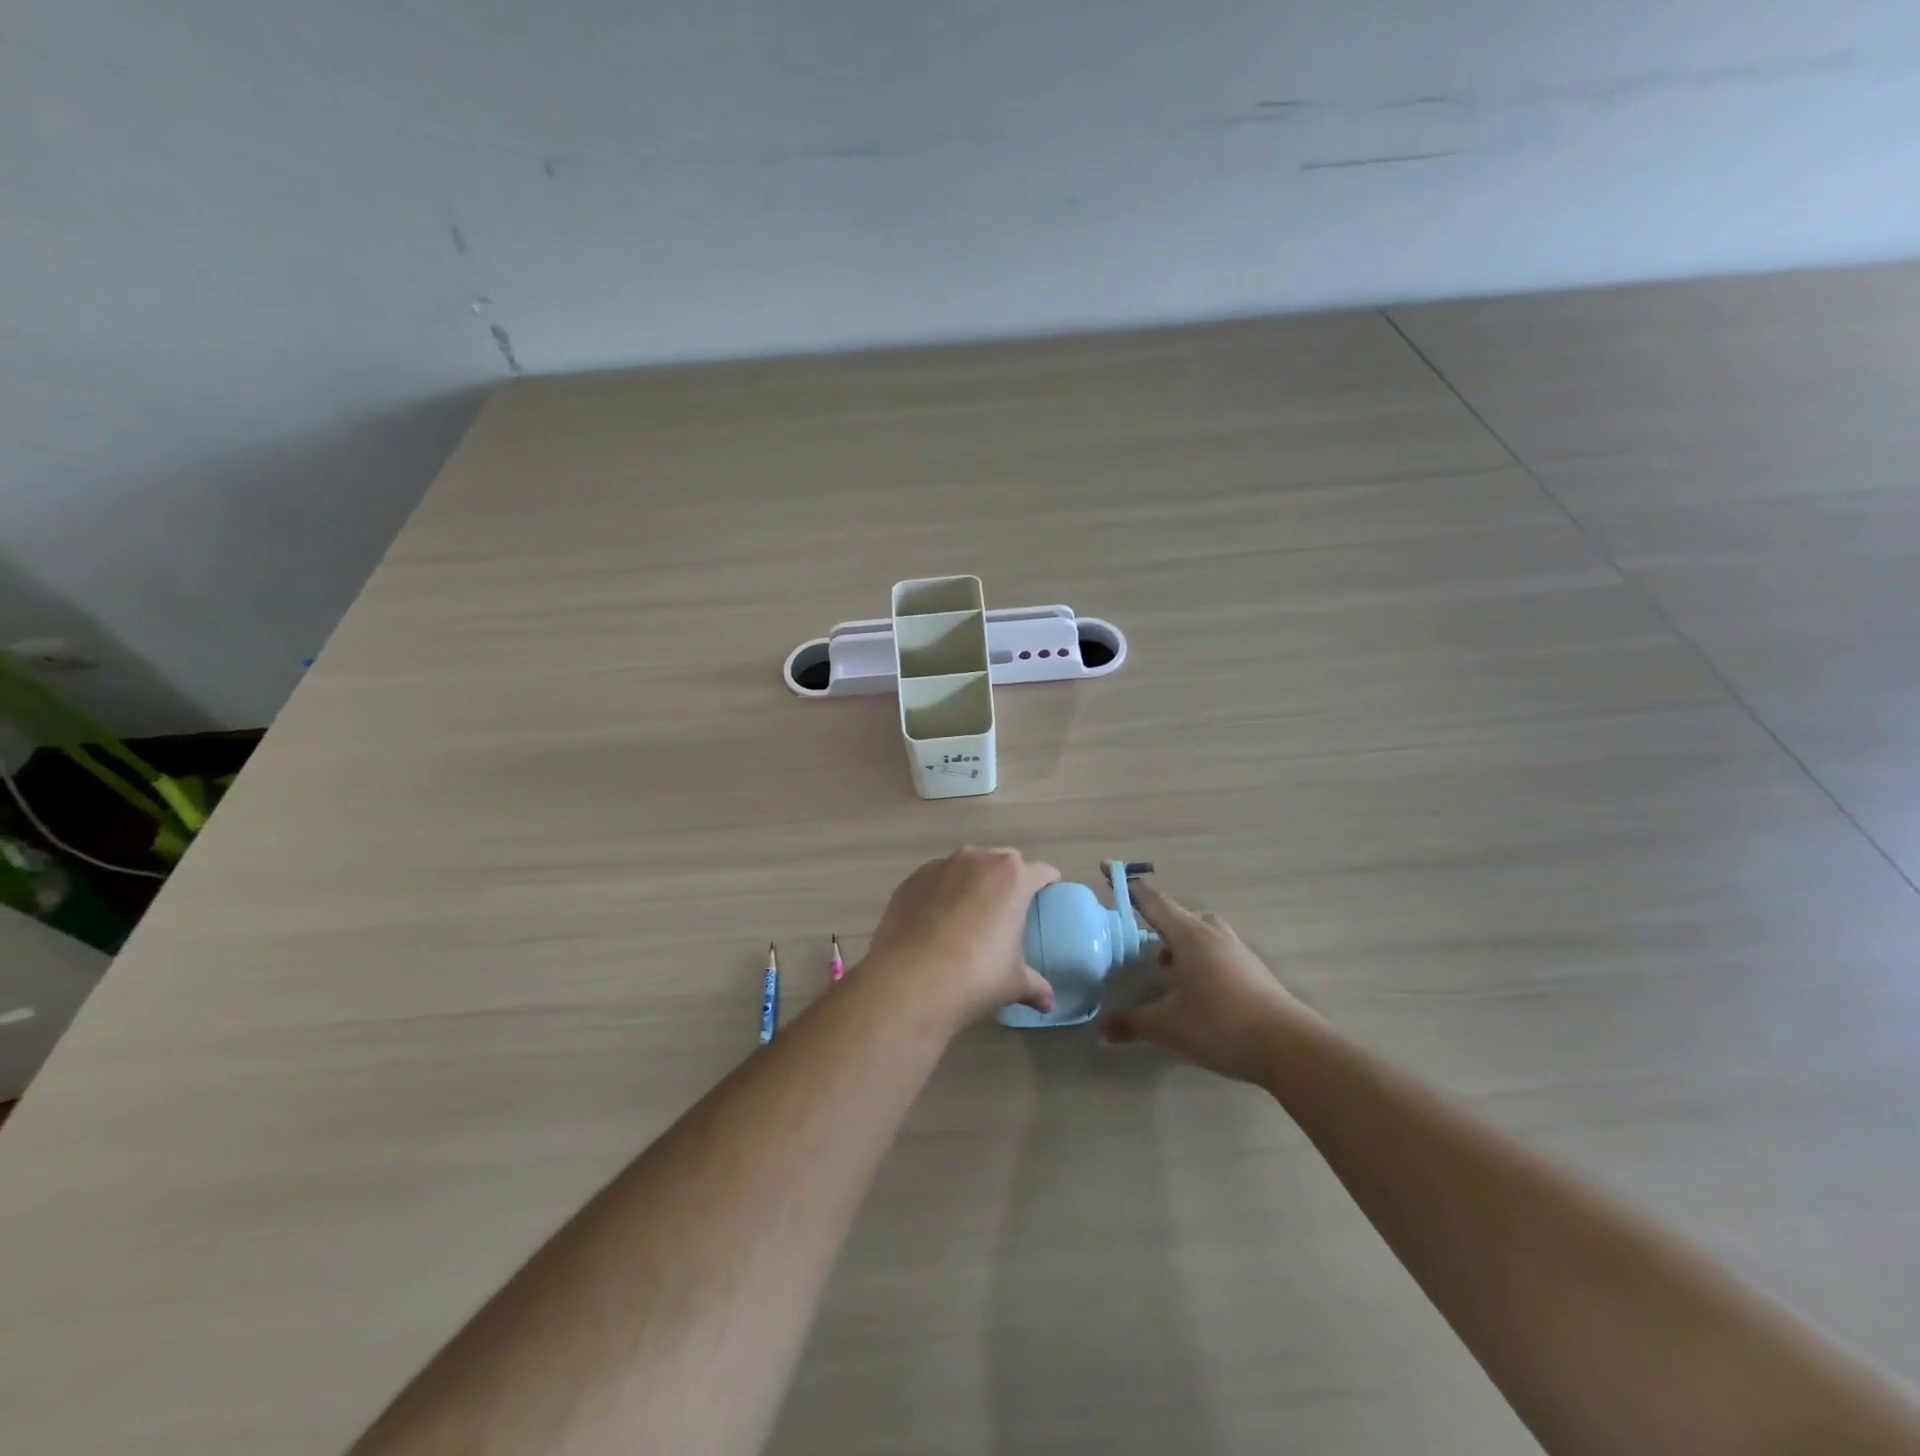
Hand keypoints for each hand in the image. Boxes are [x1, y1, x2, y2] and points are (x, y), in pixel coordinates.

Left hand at [863, 847, 1060, 1027]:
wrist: (910, 982)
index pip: (1041, 871)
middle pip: (1003, 861)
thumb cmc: (976, 976)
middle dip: (1009, 879)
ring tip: (970, 914)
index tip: (1047, 897)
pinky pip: (936, 880)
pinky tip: (937, 921)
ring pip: (966, 867)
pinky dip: (941, 893)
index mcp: (1013, 877)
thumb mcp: (1014, 983)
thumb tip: (1049, 1004)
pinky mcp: (910, 880)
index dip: (1047, 884)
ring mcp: (940, 866)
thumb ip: (1035, 985)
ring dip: (973, 883)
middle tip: (1009, 908)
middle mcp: (977, 860)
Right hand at [1103, 881, 1322, 1083]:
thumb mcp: (1169, 1027)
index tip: (1107, 868)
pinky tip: (1193, 984)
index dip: (1128, 886)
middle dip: (1152, 915)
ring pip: (1200, 929)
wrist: (1290, 1047)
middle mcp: (1212, 934)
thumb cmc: (1221, 1025)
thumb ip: (1132, 1023)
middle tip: (1132, 926)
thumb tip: (1100, 1029)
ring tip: (1163, 962)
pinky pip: (1215, 948)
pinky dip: (1197, 955)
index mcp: (1188, 936)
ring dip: (1178, 938)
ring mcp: (1235, 950)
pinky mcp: (1251, 969)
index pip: (1151, 901)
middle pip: (1177, 912)